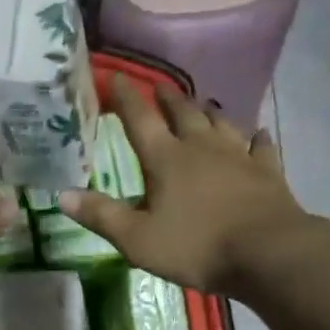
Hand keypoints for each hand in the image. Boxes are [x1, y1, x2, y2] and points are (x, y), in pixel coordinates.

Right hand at [59, 76, 304, 293]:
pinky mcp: (267, 172)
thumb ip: (101, 215)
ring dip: (207, 112)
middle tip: (158, 87)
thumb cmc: (197, 246)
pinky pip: (260, 147)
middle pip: (182, 113)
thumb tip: (62, 194)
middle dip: (167, 98)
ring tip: (201, 105)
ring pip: (220, 123)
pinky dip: (256, 139)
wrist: (267, 253)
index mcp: (166, 159)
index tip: (116, 77)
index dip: (125, 97)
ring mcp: (238, 156)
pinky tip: (257, 134)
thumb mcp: (138, 239)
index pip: (139, 120)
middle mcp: (201, 148)